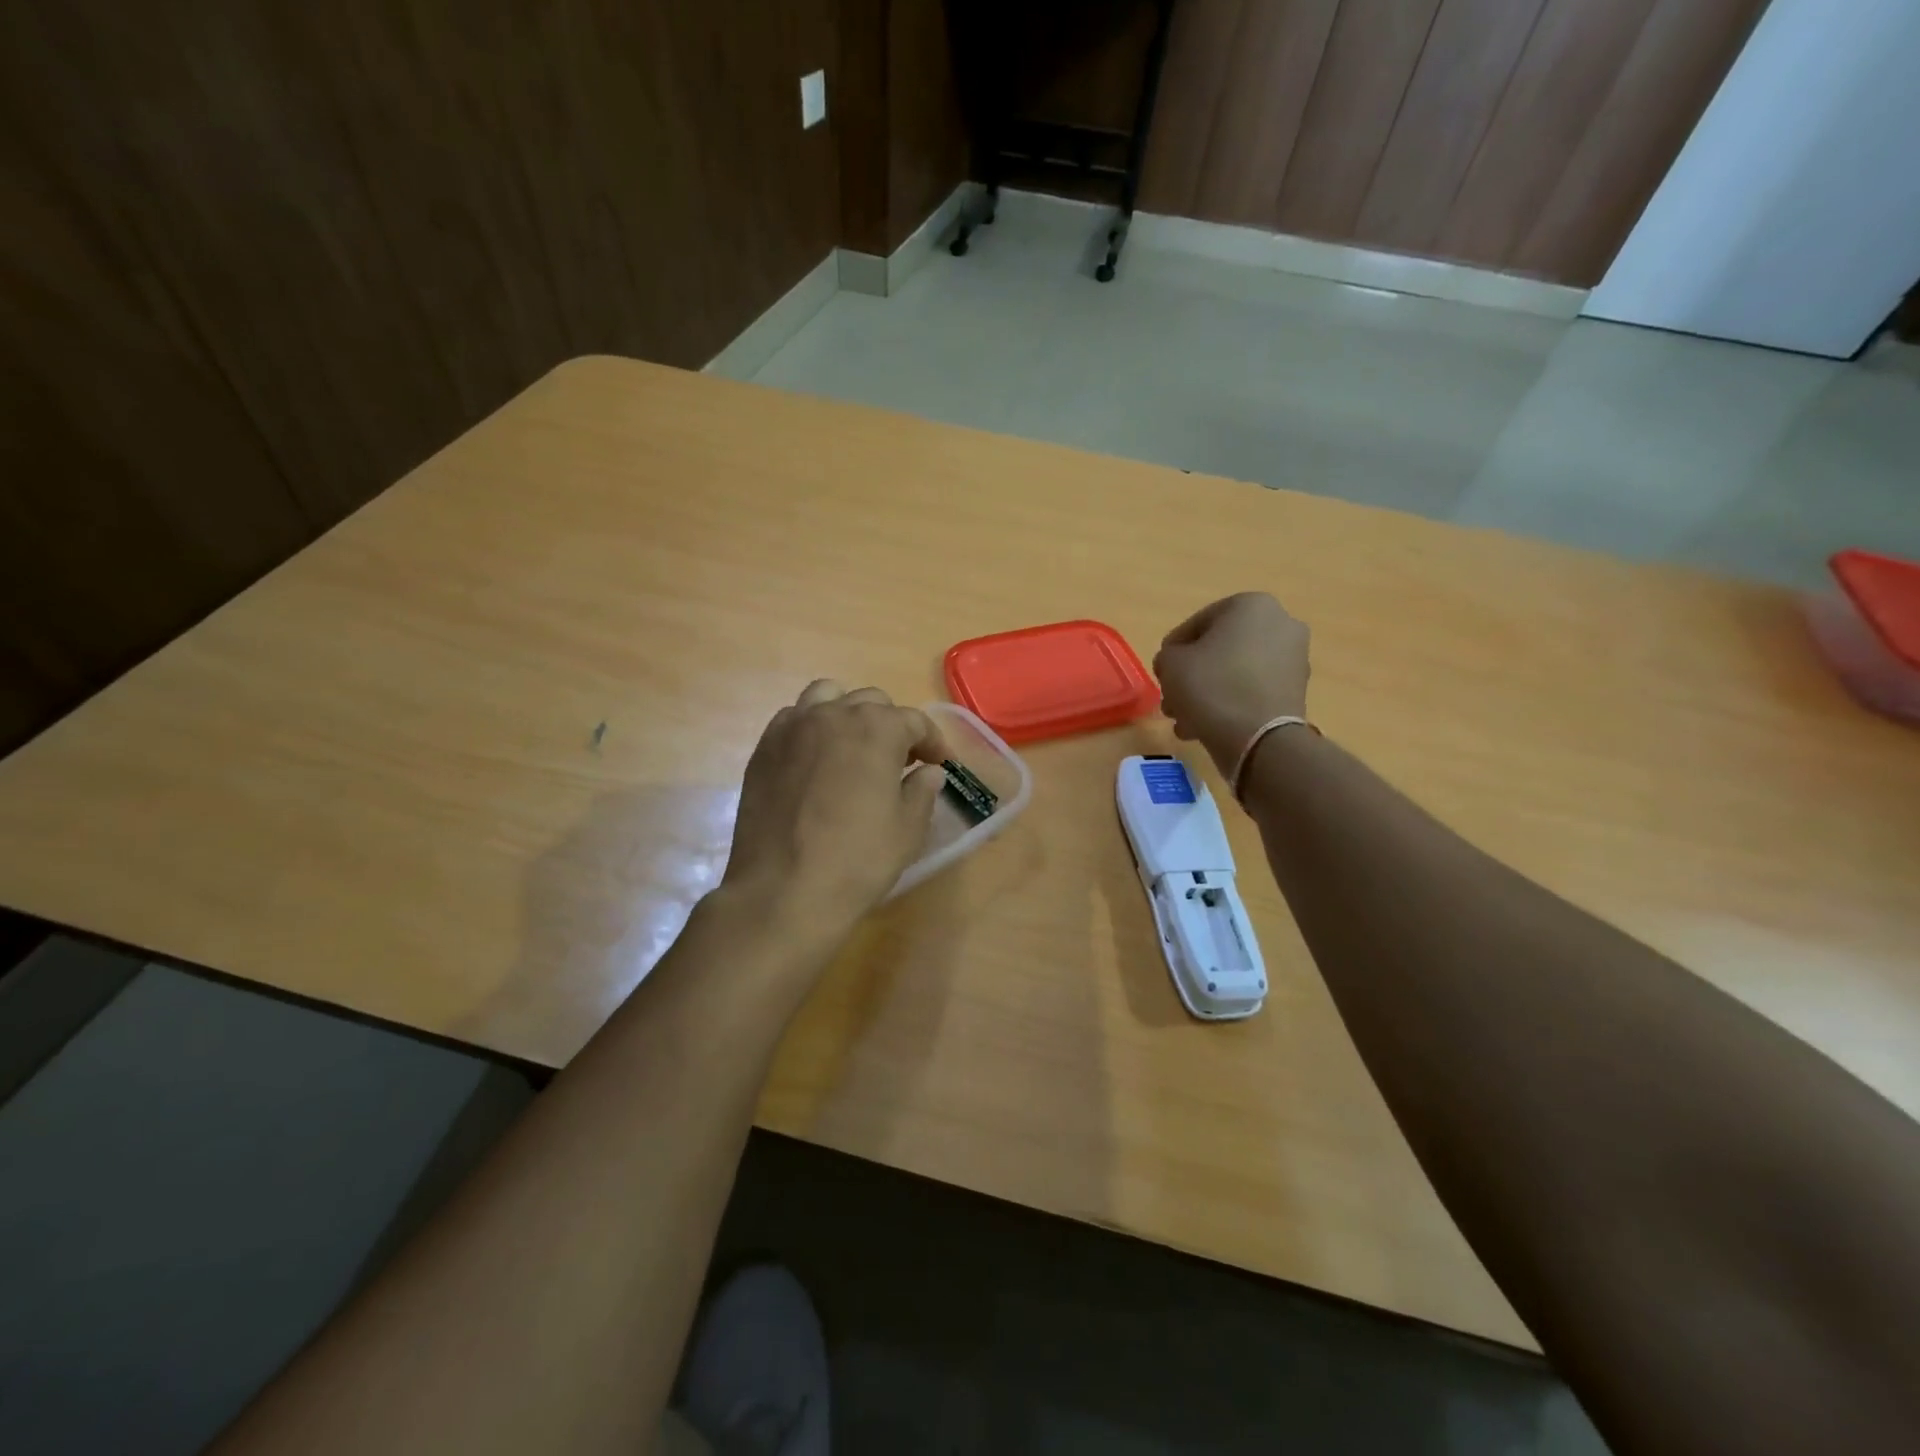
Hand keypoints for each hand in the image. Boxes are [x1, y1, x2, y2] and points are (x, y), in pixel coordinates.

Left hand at [720, 680, 947, 945]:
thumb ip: (922, 791)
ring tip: (854, 748)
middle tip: (899, 761)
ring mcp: (794, 727)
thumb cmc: (857, 860)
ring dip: (848, 715)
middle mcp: (834, 714)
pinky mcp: (765, 747)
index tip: (939, 764)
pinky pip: (794, 718)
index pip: (915, 721)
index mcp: (877, 729)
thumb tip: (929, 772)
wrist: (782, 890)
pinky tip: (817, 760)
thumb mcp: (907, 829)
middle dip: (892, 726)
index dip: (932, 742)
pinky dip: (812, 728)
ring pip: (828, 697)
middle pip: (871, 702)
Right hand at [1153, 593, 1310, 774]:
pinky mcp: (1297, 691)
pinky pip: (1253, 690)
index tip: (1161, 673)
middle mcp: (1280, 623)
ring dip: (1208, 692)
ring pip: (1235, 672)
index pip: (1197, 623)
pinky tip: (1207, 727)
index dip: (1173, 650)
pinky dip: (1231, 704)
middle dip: (1193, 675)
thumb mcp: (1170, 664)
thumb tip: (1177, 663)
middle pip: (1219, 649)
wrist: (1259, 739)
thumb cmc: (1211, 687)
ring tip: (1185, 720)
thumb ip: (1167, 655)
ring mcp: (1294, 658)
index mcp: (1251, 605)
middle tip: (1172, 699)